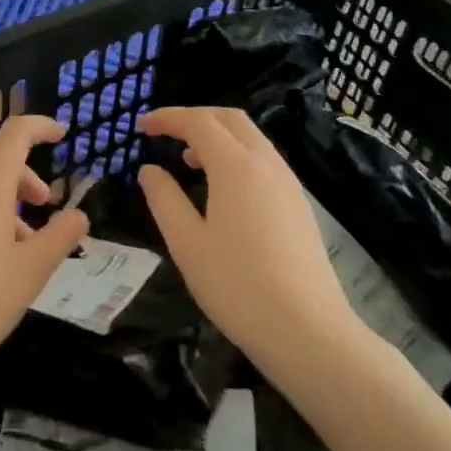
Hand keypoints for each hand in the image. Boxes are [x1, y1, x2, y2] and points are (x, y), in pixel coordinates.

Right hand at [137, 106, 360, 375]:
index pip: (198, 121)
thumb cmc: (239, 286)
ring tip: (189, 161)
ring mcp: (287, 182)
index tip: (141, 126)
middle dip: (195, 118)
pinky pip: (263, 159)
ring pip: (250, 137)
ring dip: (217, 136)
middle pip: (229, 118)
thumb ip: (164, 199)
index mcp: (235, 165)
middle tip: (165, 135)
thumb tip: (149, 170)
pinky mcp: (298, 203)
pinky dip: (236, 156)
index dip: (167, 118)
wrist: (309, 333)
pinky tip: (223, 190)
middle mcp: (265, 162)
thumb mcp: (187, 244)